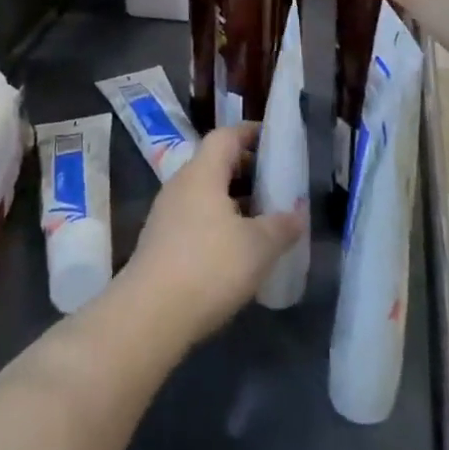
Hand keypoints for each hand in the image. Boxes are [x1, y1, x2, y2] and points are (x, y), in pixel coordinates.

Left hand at [117, 124, 304, 346]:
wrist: (149, 317)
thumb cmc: (209, 267)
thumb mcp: (258, 247)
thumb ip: (282, 226)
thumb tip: (299, 212)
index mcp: (202, 173)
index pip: (226, 136)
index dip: (250, 132)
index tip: (275, 139)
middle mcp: (180, 186)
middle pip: (215, 164)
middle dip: (246, 169)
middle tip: (276, 181)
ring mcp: (166, 216)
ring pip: (205, 194)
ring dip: (234, 199)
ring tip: (263, 217)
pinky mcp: (161, 244)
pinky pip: (196, 219)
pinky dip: (219, 223)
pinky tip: (238, 249)